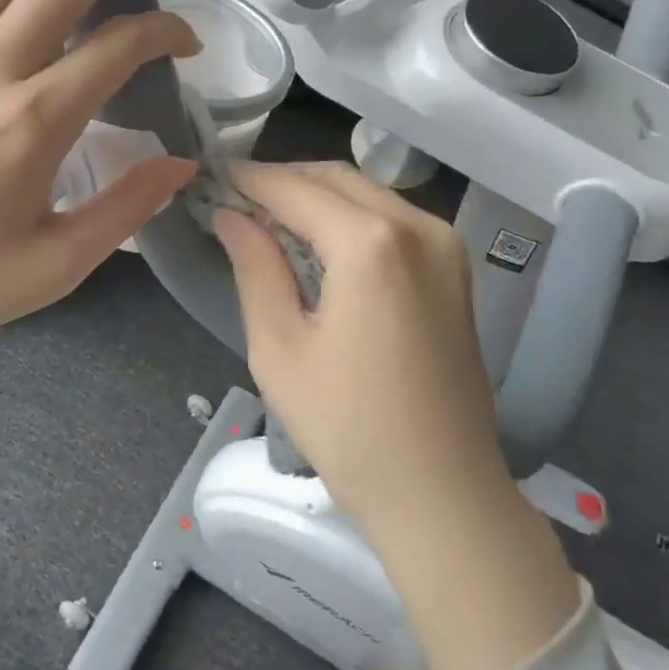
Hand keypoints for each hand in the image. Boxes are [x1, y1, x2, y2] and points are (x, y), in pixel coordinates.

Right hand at [210, 161, 502, 514]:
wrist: (443, 492)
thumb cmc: (348, 427)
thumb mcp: (279, 348)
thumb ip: (255, 268)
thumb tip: (231, 217)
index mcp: (370, 242)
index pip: (295, 189)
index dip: (249, 180)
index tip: (212, 176)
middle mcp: (417, 226)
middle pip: (336, 180)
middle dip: (284, 181)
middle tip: (237, 199)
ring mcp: (446, 246)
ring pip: (369, 195)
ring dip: (318, 198)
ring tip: (272, 220)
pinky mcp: (456, 271)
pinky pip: (395, 221)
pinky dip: (352, 219)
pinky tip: (322, 244)